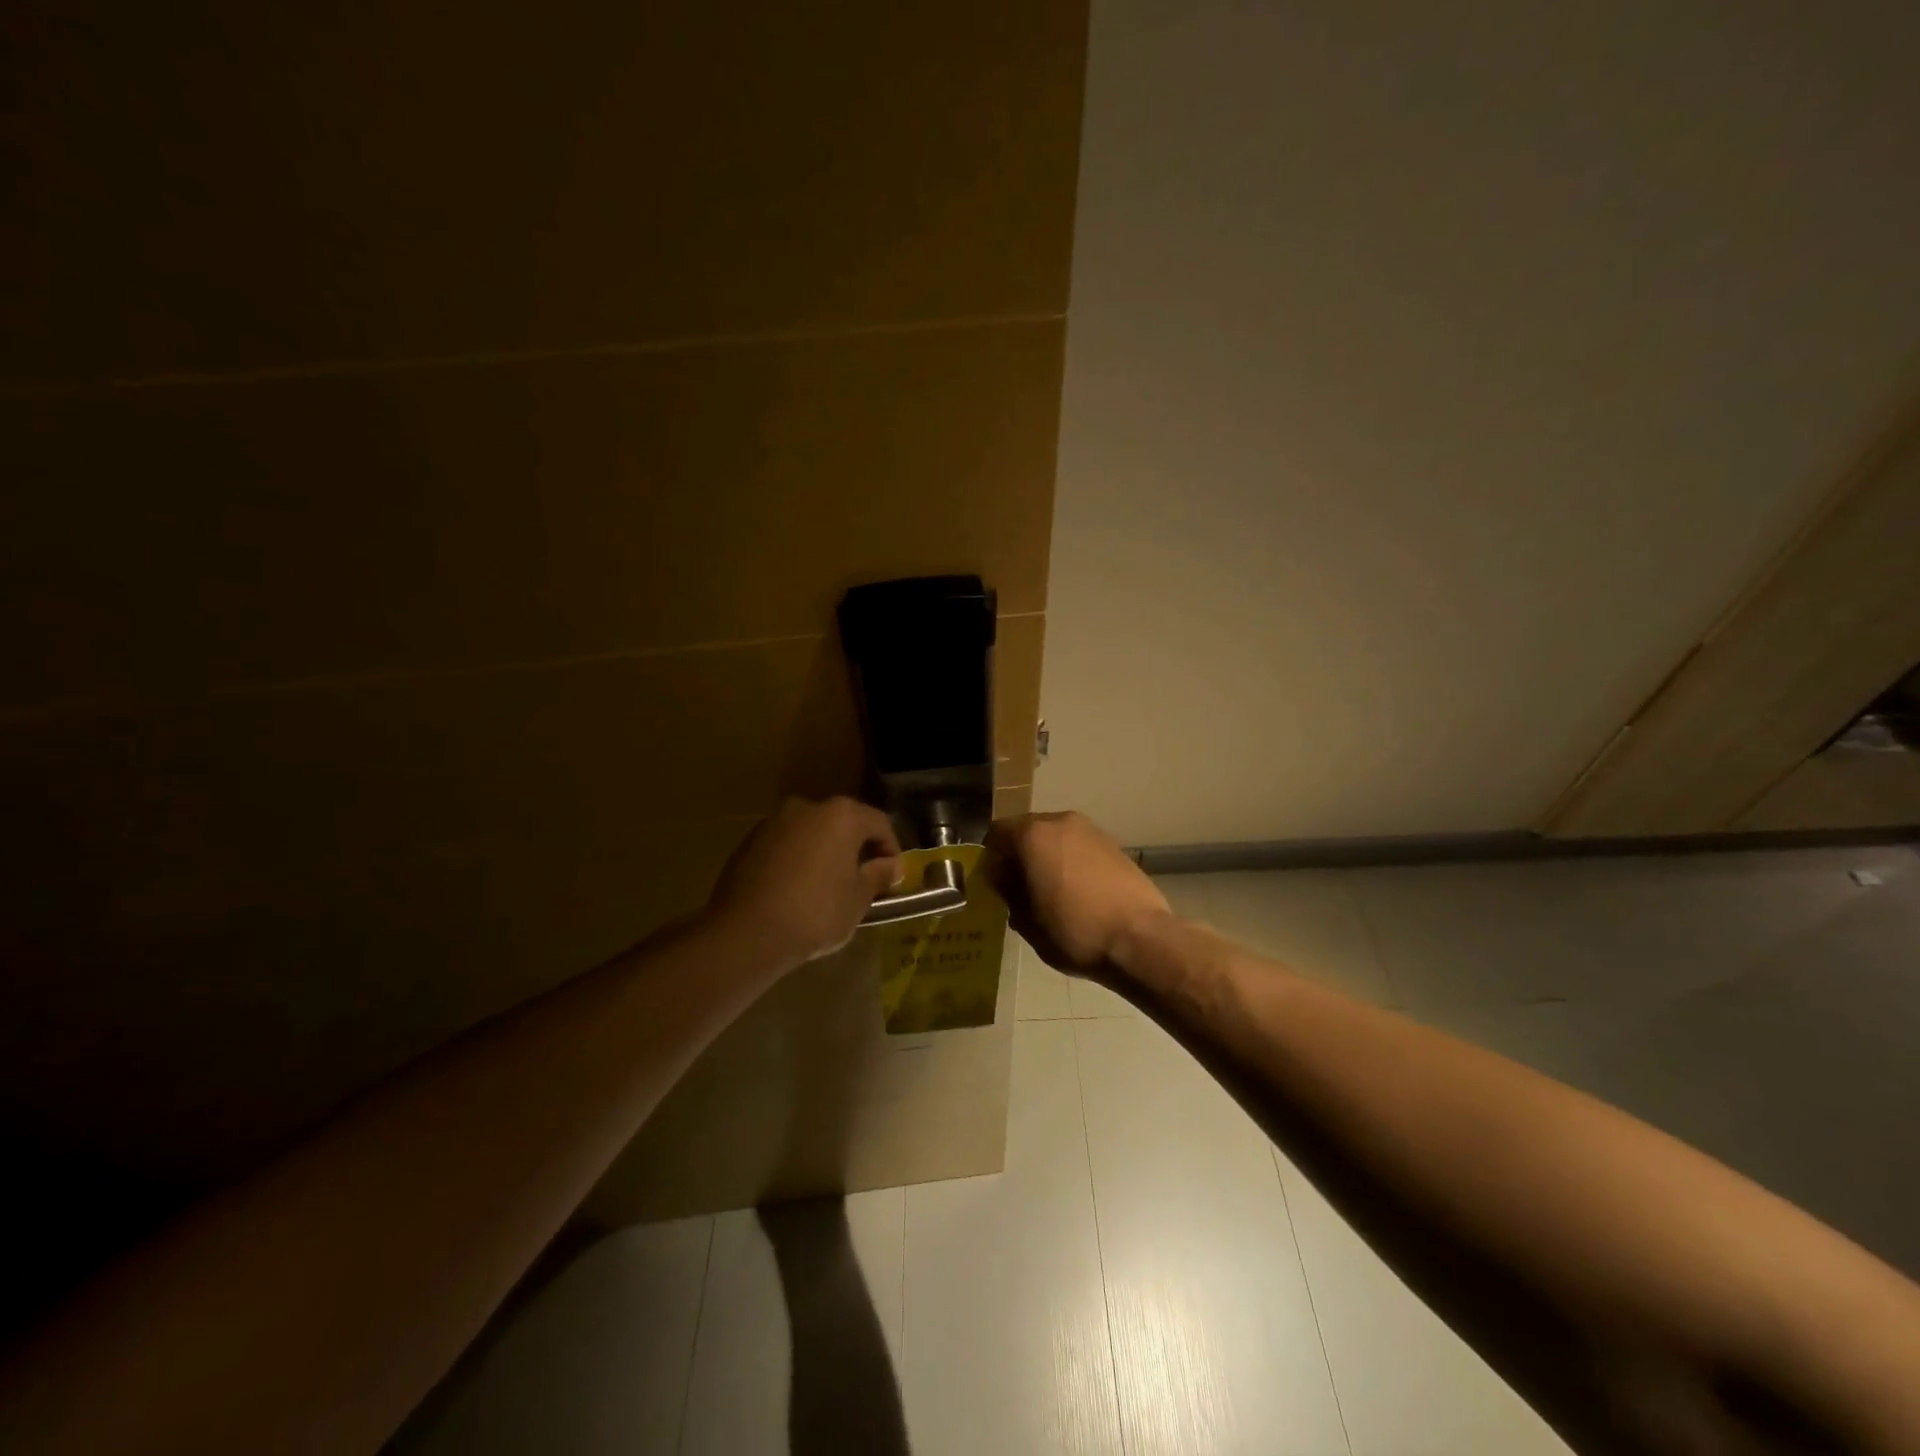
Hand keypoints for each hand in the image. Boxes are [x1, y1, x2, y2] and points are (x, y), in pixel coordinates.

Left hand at [703, 797, 902, 973]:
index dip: (891, 850)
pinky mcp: (748, 843)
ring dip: (824, 854)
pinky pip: (785, 848)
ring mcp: (773, 823)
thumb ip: (878, 875)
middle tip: (863, 882)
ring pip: (811, 834)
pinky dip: (797, 862)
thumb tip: (891, 865)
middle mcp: (807, 808)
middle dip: (855, 850)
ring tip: (828, 889)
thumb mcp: (858, 898)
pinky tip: (797, 892)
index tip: (892, 878)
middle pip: (843, 824)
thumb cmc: (816, 912)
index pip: (879, 823)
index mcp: (841, 815)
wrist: (746, 933)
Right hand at [984, 811, 1169, 976]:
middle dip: (1020, 855)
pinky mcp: (1115, 845)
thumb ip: (1009, 893)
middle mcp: (1061, 822)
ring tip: (1050, 892)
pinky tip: (1078, 892)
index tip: (993, 882)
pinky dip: (1072, 862)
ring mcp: (1092, 831)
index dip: (991, 857)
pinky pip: (1080, 847)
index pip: (997, 832)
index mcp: (1033, 835)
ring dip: (1048, 857)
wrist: (1140, 938)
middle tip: (1019, 888)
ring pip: (1057, 838)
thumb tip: (1005, 880)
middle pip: (1029, 831)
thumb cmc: (1074, 931)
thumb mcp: (1026, 922)